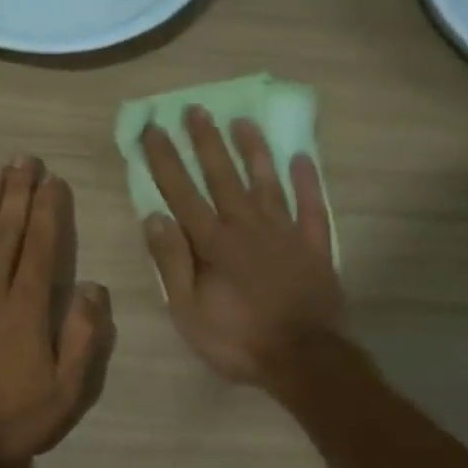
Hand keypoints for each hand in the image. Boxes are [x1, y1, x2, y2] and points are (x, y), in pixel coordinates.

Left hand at [0, 155, 115, 462]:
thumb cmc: (10, 419)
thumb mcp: (65, 391)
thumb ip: (83, 336)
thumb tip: (92, 286)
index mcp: (27, 308)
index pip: (41, 247)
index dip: (48, 210)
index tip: (52, 180)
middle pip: (7, 232)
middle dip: (18, 193)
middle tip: (23, 159)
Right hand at [140, 110, 343, 386]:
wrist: (305, 358)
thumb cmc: (239, 340)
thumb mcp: (189, 311)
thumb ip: (172, 262)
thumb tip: (154, 216)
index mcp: (213, 244)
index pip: (182, 193)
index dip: (165, 160)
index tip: (152, 129)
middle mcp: (247, 227)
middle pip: (223, 177)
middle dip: (206, 142)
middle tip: (194, 108)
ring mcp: (285, 233)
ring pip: (266, 182)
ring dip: (253, 150)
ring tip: (242, 121)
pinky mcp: (314, 246)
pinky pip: (312, 206)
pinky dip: (307, 181)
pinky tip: (301, 157)